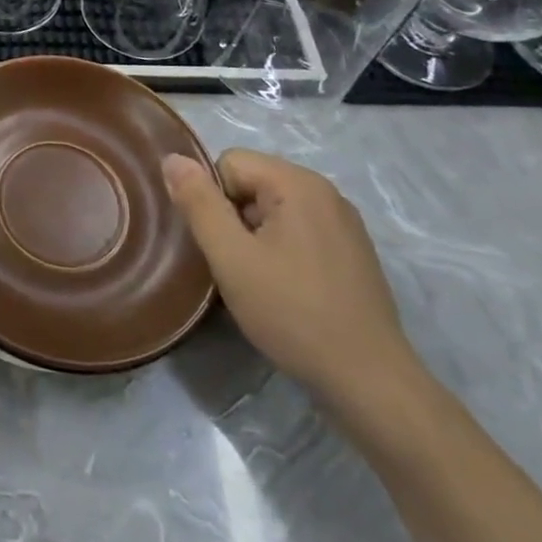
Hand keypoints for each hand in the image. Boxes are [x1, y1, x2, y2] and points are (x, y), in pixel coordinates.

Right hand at [165, 149, 420, 411]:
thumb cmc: (293, 313)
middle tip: (236, 265)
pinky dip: (281, 251)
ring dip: (254, 237)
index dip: (212, 200)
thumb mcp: (231, 257)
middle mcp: (326, 192)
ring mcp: (344, 224)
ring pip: (273, 210)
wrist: (370, 382)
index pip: (229, 163)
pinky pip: (298, 231)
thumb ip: (199, 203)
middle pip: (252, 183)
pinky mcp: (352, 253)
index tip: (222, 245)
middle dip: (233, 218)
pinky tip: (285, 289)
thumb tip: (171, 158)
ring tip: (258, 281)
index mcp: (298, 183)